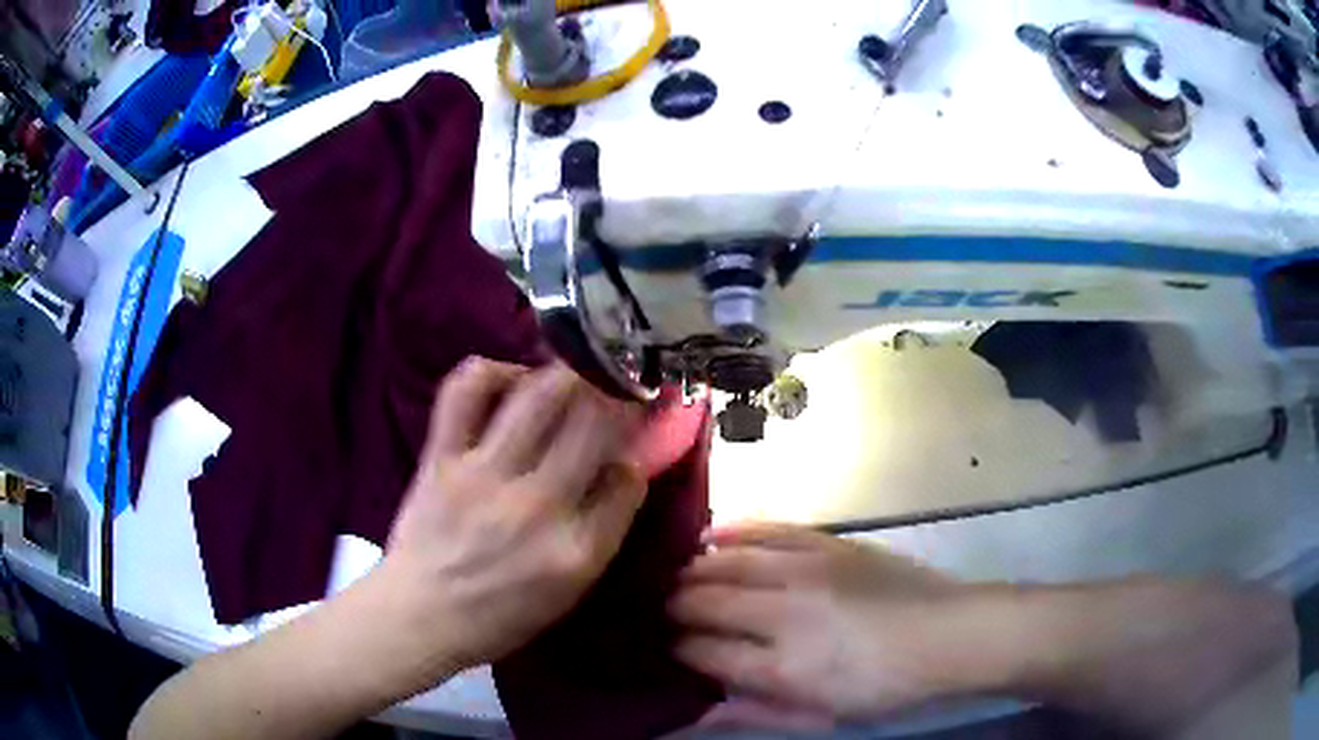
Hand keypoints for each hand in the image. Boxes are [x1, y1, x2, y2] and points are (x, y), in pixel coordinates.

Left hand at [381, 359, 646, 674]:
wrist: (419, 616)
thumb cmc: (499, 615)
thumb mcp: (570, 592)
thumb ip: (603, 531)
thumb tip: (623, 468)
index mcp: (577, 551)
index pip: (629, 477)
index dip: (642, 446)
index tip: (640, 429)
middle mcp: (538, 506)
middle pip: (595, 421)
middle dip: (618, 393)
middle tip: (619, 381)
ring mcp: (485, 475)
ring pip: (541, 395)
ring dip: (568, 374)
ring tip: (573, 374)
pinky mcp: (441, 457)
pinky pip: (466, 392)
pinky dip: (492, 372)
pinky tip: (510, 380)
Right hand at [669, 523, 967, 719]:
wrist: (950, 634)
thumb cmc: (886, 687)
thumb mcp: (822, 716)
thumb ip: (755, 713)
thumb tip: (696, 712)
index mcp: (784, 666)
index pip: (703, 652)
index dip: (676, 650)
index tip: (666, 649)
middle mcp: (786, 613)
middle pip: (704, 602)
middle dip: (674, 608)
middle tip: (663, 613)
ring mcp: (807, 570)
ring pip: (726, 561)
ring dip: (693, 570)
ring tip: (679, 579)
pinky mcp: (829, 543)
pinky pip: (767, 530)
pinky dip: (732, 533)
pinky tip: (710, 538)